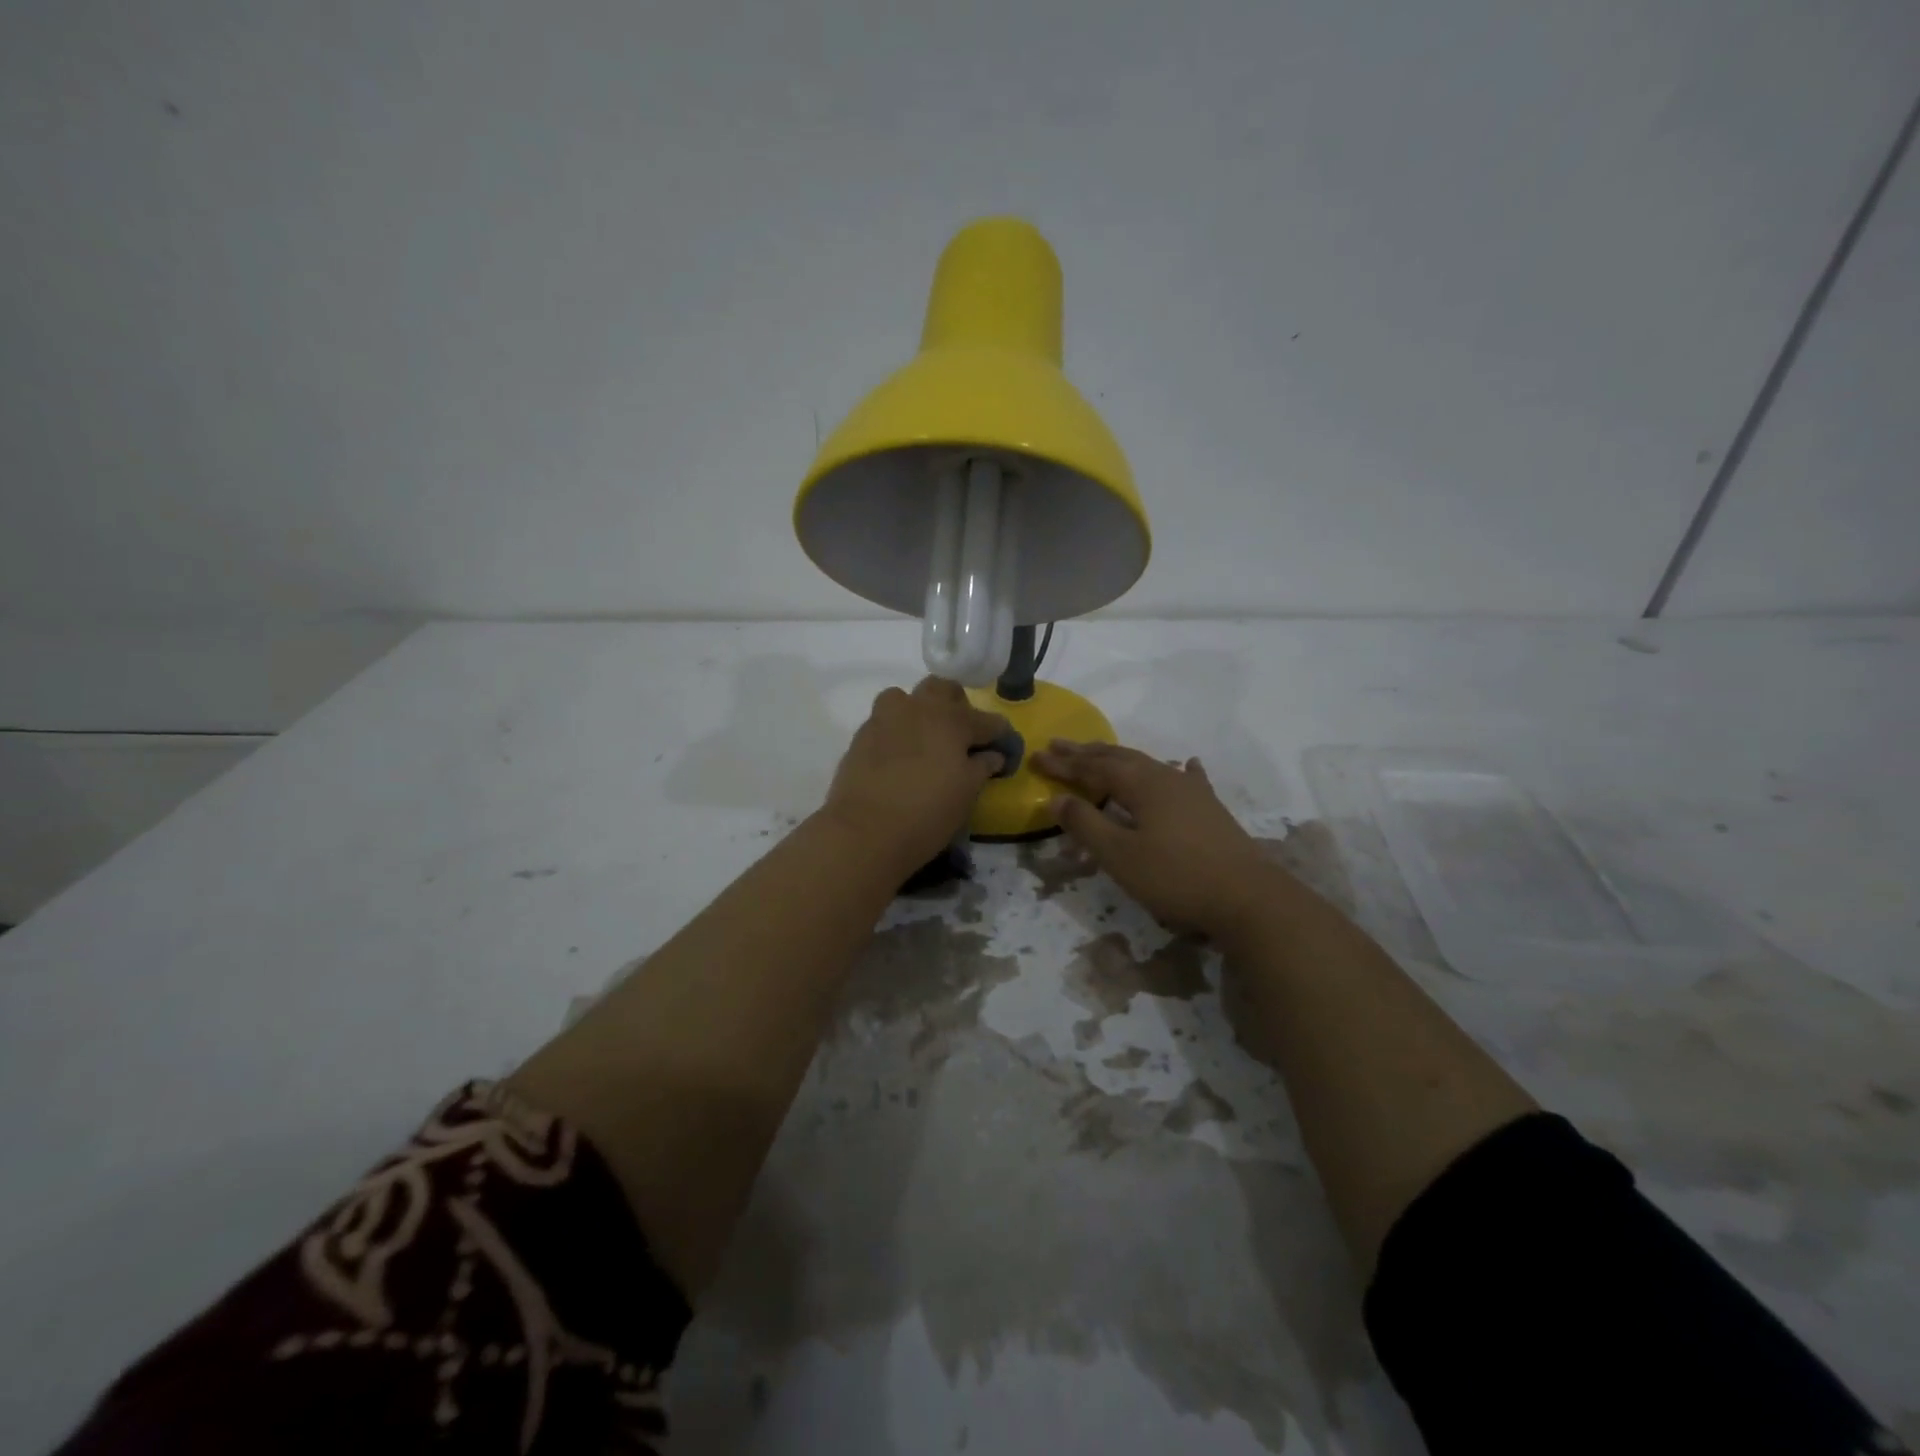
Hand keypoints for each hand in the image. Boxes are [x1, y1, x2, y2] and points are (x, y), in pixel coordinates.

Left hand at [823, 678, 1008, 870]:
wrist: (864, 831)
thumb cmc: (927, 812)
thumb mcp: (966, 793)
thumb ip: (982, 767)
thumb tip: (993, 755)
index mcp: (952, 719)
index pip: (988, 720)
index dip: (1001, 735)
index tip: (1004, 751)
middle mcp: (918, 708)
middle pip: (943, 689)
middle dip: (957, 706)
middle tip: (961, 736)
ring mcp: (885, 718)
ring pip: (906, 698)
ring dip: (919, 711)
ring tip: (924, 741)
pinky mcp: (861, 736)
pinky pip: (884, 721)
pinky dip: (897, 732)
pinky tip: (899, 758)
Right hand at [1033, 741, 1283, 938]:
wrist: (1248, 898)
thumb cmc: (1176, 877)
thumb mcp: (1120, 855)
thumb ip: (1086, 825)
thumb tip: (1056, 797)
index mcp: (1142, 785)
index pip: (1093, 768)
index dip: (1063, 764)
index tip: (1036, 757)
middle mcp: (1166, 778)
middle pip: (1119, 758)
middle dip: (1086, 753)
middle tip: (1058, 744)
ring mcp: (1192, 792)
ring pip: (1149, 764)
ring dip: (1119, 758)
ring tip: (1101, 754)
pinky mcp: (1210, 809)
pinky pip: (1185, 779)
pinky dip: (1177, 769)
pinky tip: (1186, 763)